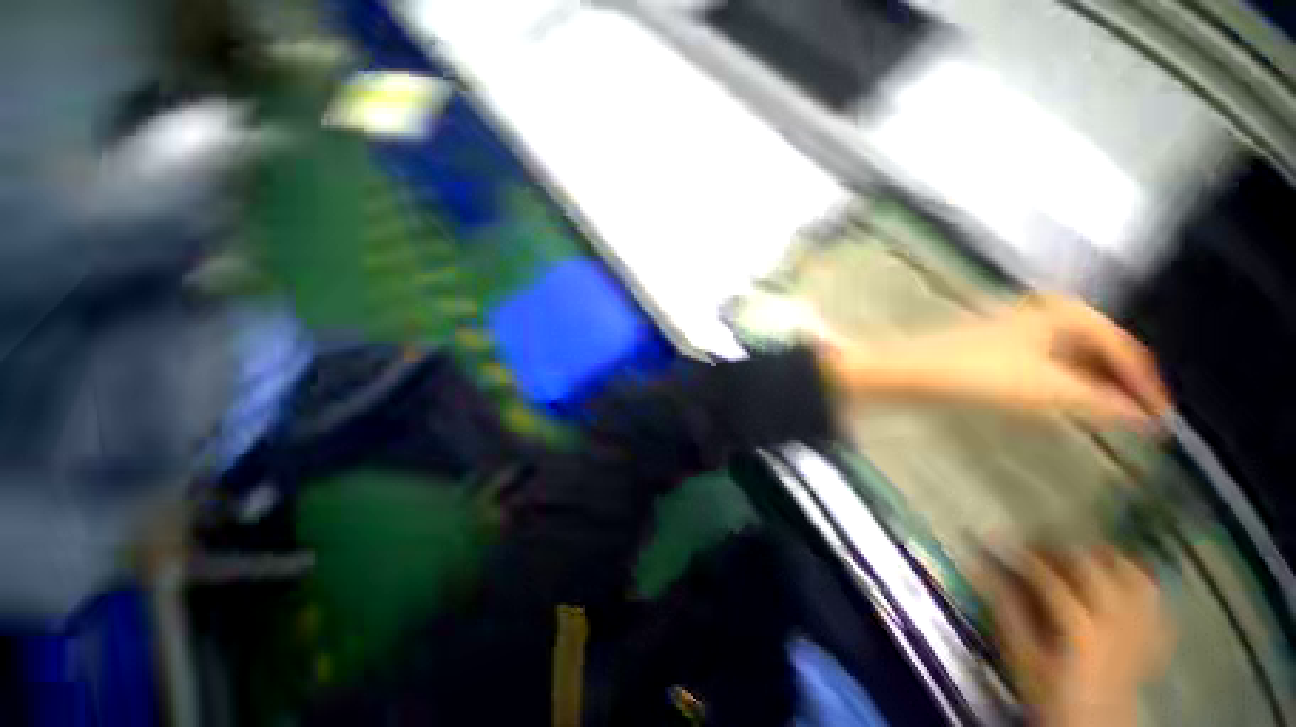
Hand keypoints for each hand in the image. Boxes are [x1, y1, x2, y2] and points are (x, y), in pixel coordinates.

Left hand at [817, 295, 1170, 427]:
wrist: (913, 370)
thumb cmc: (980, 373)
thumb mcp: (1050, 388)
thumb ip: (1102, 402)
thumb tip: (1146, 418)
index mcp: (1065, 311)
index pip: (1122, 345)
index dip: (1145, 382)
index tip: (1163, 416)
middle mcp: (1045, 311)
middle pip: (1100, 348)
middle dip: (1122, 381)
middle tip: (1143, 416)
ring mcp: (1019, 327)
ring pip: (1074, 355)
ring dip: (1096, 383)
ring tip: (1115, 413)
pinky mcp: (999, 345)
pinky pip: (1050, 361)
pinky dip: (1069, 381)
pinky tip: (1072, 399)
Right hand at [978, 548, 1173, 726]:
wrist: (1094, 724)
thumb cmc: (1051, 691)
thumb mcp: (1021, 656)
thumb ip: (1006, 611)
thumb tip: (983, 568)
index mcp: (1080, 631)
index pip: (1051, 580)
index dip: (1023, 559)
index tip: (999, 544)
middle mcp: (1116, 622)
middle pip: (1093, 569)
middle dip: (1060, 551)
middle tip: (1036, 548)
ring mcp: (1140, 626)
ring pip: (1129, 573)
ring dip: (1101, 556)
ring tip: (1077, 554)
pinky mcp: (1152, 631)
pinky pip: (1151, 592)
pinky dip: (1134, 574)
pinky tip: (1116, 572)